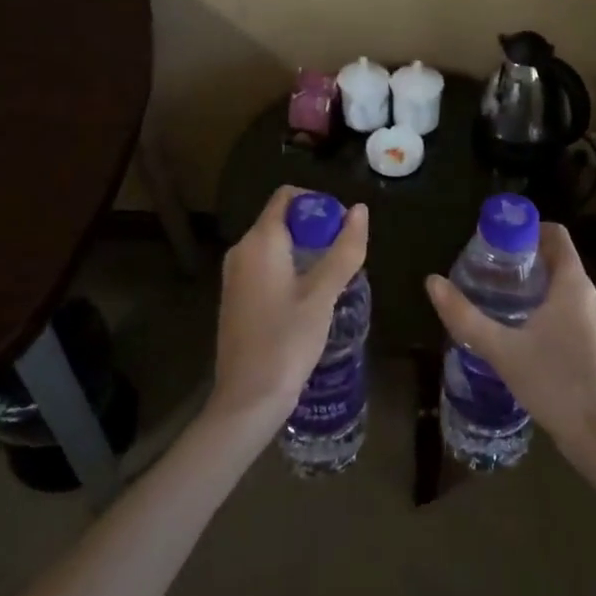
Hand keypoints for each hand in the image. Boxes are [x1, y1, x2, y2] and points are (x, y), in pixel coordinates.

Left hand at [209, 186, 368, 432]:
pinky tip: (310, 296)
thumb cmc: (287, 341)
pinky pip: (266, 265)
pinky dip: (290, 267)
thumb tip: (360, 210)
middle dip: (315, 228)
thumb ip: (344, 249)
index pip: (287, 196)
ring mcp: (235, 275)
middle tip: (345, 254)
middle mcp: (241, 250)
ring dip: (305, 249)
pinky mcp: (236, 297)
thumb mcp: (323, 294)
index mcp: (259, 241)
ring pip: (275, 244)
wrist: (247, 398)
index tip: (343, 226)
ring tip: (334, 276)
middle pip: (282, 218)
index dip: (318, 203)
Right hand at [425, 222, 595, 457]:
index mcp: (574, 284)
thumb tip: (432, 282)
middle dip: (524, 262)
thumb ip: (464, 316)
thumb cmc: (554, 384)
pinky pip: (573, 310)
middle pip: (557, 261)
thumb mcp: (501, 350)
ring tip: (502, 304)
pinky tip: (526, 335)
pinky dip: (550, 310)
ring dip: (536, 288)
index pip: (555, 234)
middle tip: (489, 276)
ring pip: (564, 288)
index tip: (496, 242)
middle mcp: (592, 294)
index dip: (526, 229)